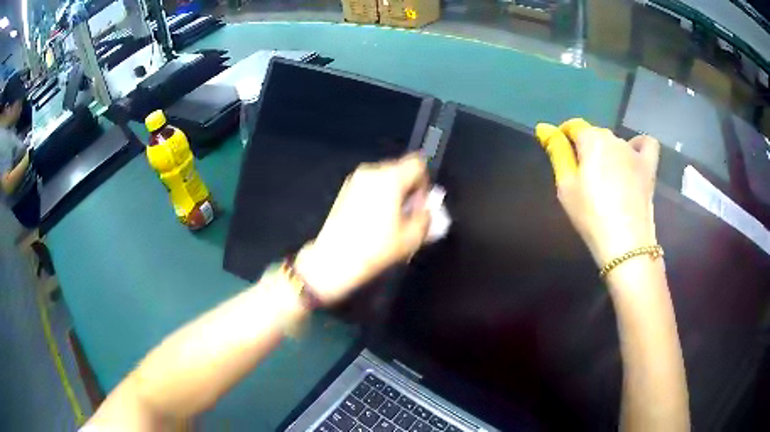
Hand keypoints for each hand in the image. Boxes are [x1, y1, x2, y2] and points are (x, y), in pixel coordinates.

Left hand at [294, 154, 430, 303]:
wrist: (334, 260)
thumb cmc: (375, 248)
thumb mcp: (411, 237)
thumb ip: (427, 218)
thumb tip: (427, 210)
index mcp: (390, 177)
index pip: (418, 164)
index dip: (425, 183)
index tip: (419, 206)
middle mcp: (372, 171)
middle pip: (401, 170)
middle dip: (409, 190)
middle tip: (407, 216)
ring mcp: (355, 180)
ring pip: (385, 179)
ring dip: (394, 195)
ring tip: (390, 221)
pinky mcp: (344, 190)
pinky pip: (371, 186)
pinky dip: (378, 197)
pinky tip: (374, 221)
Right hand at [536, 119, 659, 264]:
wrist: (626, 243)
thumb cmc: (591, 215)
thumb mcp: (566, 185)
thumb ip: (557, 152)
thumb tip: (544, 127)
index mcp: (591, 140)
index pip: (573, 126)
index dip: (563, 136)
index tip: (560, 154)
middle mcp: (614, 138)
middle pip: (595, 134)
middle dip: (586, 147)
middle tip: (581, 175)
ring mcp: (634, 152)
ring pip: (616, 142)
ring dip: (607, 153)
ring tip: (605, 179)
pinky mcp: (648, 167)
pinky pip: (646, 144)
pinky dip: (638, 146)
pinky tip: (633, 157)